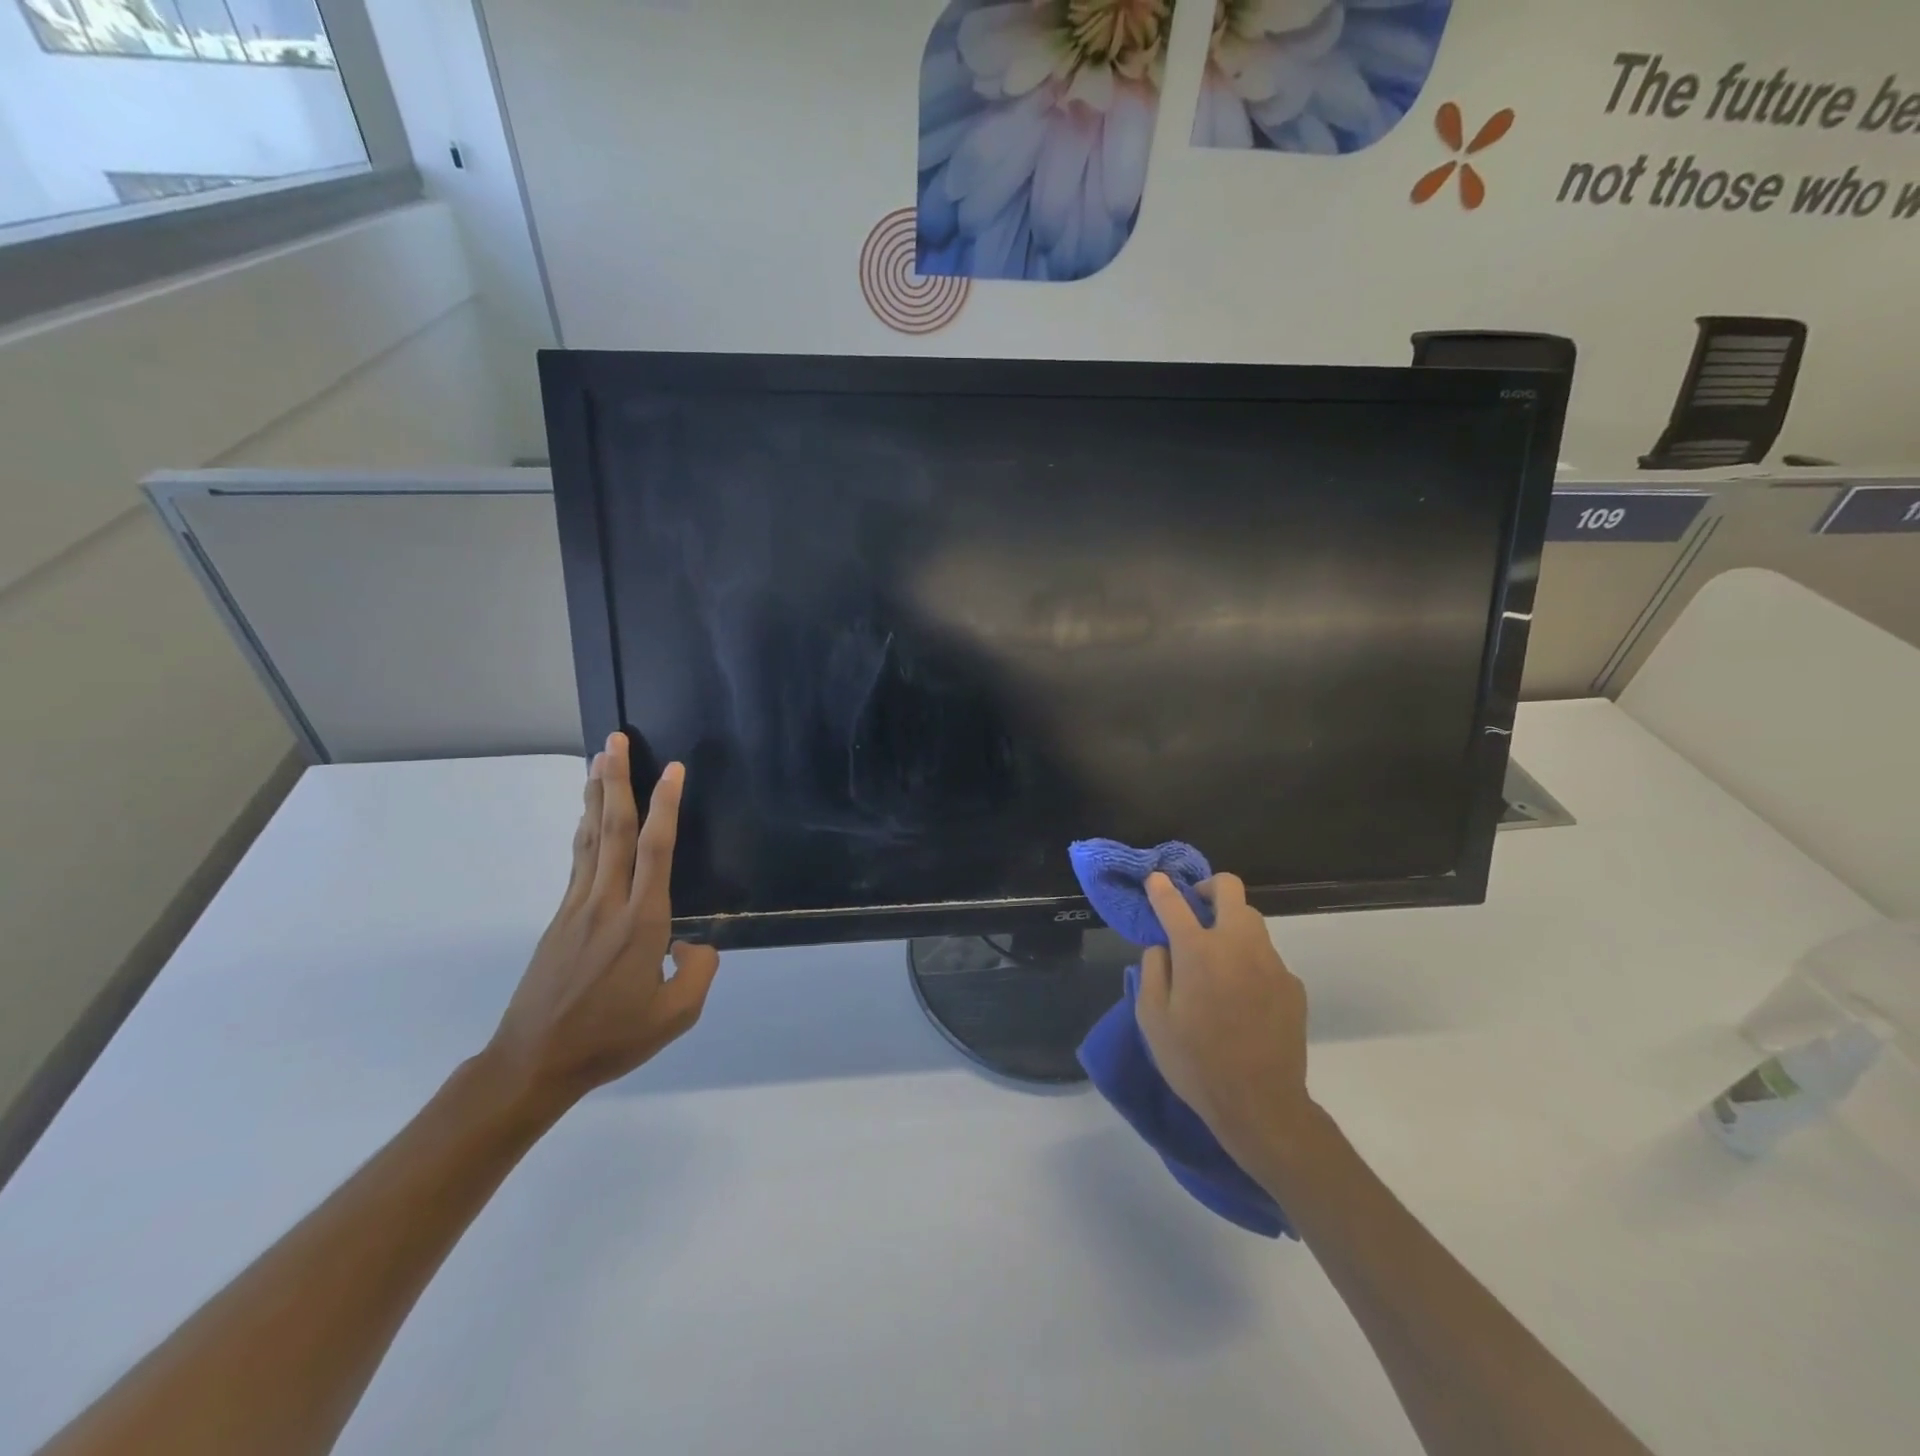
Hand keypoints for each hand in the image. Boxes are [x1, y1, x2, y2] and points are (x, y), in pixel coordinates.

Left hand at [481, 732, 719, 1113]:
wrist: (535, 1062)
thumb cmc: (611, 1038)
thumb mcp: (677, 1015)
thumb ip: (700, 971)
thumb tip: (694, 942)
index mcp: (642, 923)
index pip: (656, 850)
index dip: (667, 806)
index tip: (673, 770)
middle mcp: (608, 903)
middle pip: (613, 829)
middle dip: (617, 781)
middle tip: (615, 741)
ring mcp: (578, 907)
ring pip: (590, 838)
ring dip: (596, 796)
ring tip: (598, 760)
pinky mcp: (561, 918)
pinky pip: (578, 861)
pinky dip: (584, 829)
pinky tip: (587, 817)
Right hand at [1136, 873, 1315, 1176]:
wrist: (1260, 1105)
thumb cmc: (1195, 1062)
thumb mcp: (1152, 1020)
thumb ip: (1152, 971)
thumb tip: (1163, 947)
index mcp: (1198, 951)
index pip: (1174, 903)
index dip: (1161, 888)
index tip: (1156, 880)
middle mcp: (1238, 945)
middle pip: (1229, 890)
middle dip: (1208, 888)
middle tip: (1194, 906)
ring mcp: (1271, 963)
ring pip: (1252, 921)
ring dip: (1230, 923)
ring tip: (1216, 956)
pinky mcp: (1292, 985)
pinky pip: (1266, 957)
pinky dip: (1249, 960)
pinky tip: (1241, 995)